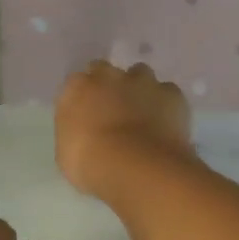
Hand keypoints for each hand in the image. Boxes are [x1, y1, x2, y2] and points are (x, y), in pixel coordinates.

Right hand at [56, 61, 194, 200]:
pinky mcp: (171, 93)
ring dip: (139, 89)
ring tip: (143, 114)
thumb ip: (75, 130)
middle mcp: (109, 76)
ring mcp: (143, 82)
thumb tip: (84, 128)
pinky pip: (167, 92)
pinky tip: (165, 123)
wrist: (137, 168)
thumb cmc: (92, 165)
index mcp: (77, 88)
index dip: (84, 98)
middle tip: (113, 111)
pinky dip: (166, 103)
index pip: (76, 83)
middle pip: (107, 72)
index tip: (87, 115)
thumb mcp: (67, 152)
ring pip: (140, 74)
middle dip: (109, 86)